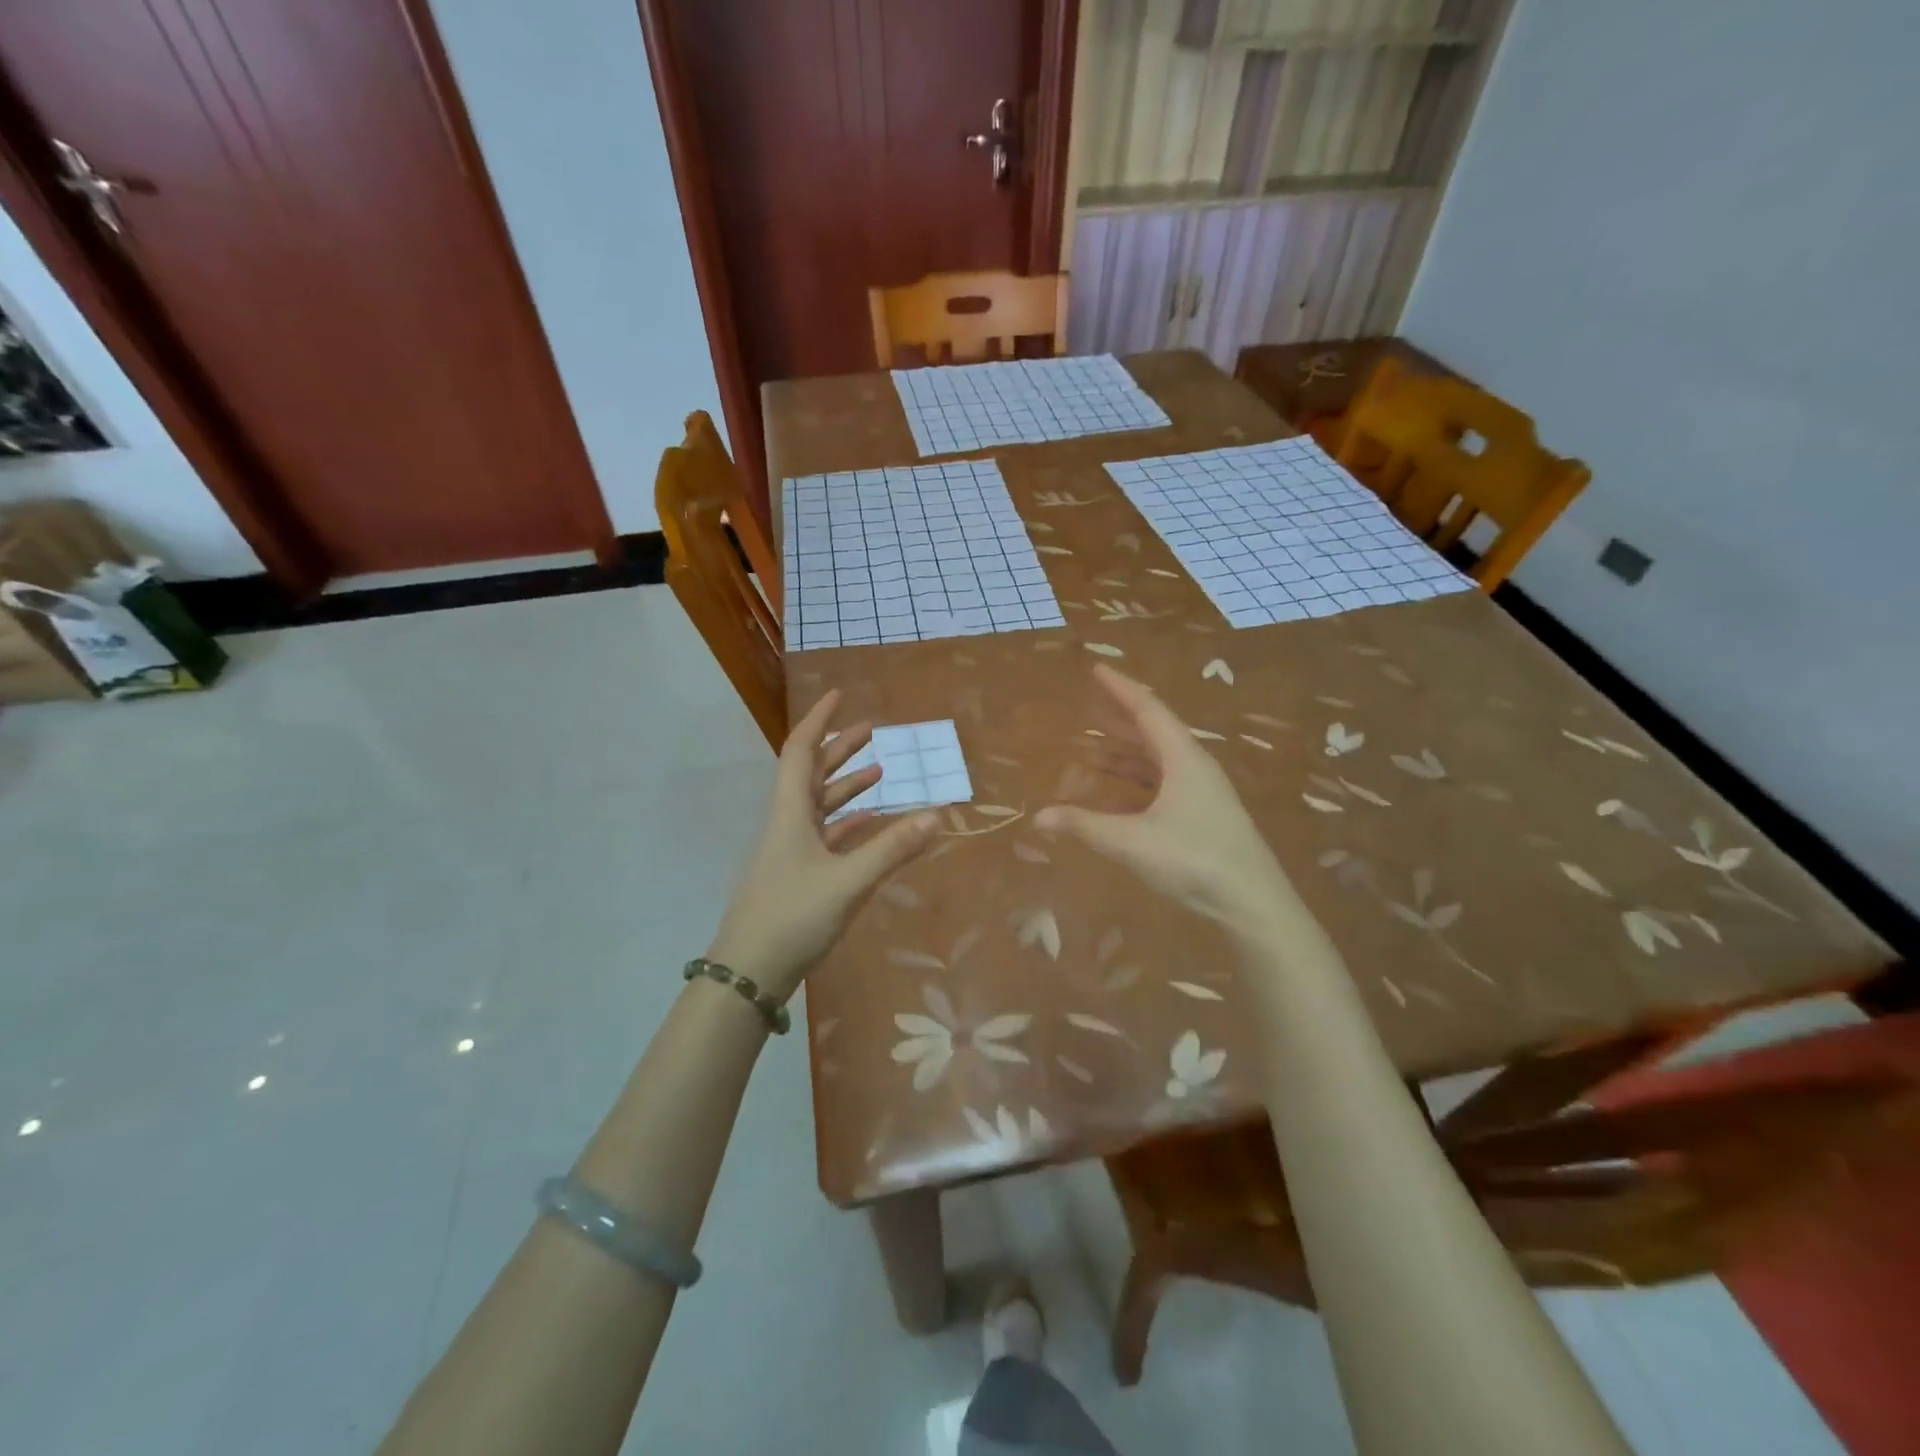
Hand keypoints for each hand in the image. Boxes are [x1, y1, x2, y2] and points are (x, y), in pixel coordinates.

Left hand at [705, 691, 937, 1002]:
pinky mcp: (797, 876)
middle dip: (840, 749)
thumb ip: (893, 849)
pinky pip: (825, 837)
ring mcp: (790, 852)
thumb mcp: (848, 881)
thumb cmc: (792, 917)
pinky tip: (871, 825)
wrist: (748, 973)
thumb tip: (938, 815)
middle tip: (872, 730)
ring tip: (880, 772)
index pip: (802, 751)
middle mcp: (787, 824)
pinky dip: (848, 824)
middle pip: (812, 774)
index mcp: (791, 813)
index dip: (820, 720)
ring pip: (819, 806)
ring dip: (846, 785)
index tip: (840, 695)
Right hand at [1037, 666, 1298, 940]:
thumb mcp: (1131, 841)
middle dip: (1117, 720)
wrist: (1252, 903)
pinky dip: (1135, 782)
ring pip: (1157, 761)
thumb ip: (1084, 826)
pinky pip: (1162, 785)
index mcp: (1183, 758)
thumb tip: (1039, 816)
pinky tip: (1116, 794)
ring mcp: (1201, 793)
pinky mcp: (1202, 816)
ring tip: (1090, 750)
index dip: (1119, 688)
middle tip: (1086, 708)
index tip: (1096, 669)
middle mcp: (1194, 767)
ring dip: (1124, 753)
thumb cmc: (1193, 860)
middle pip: (1152, 732)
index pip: (1147, 709)